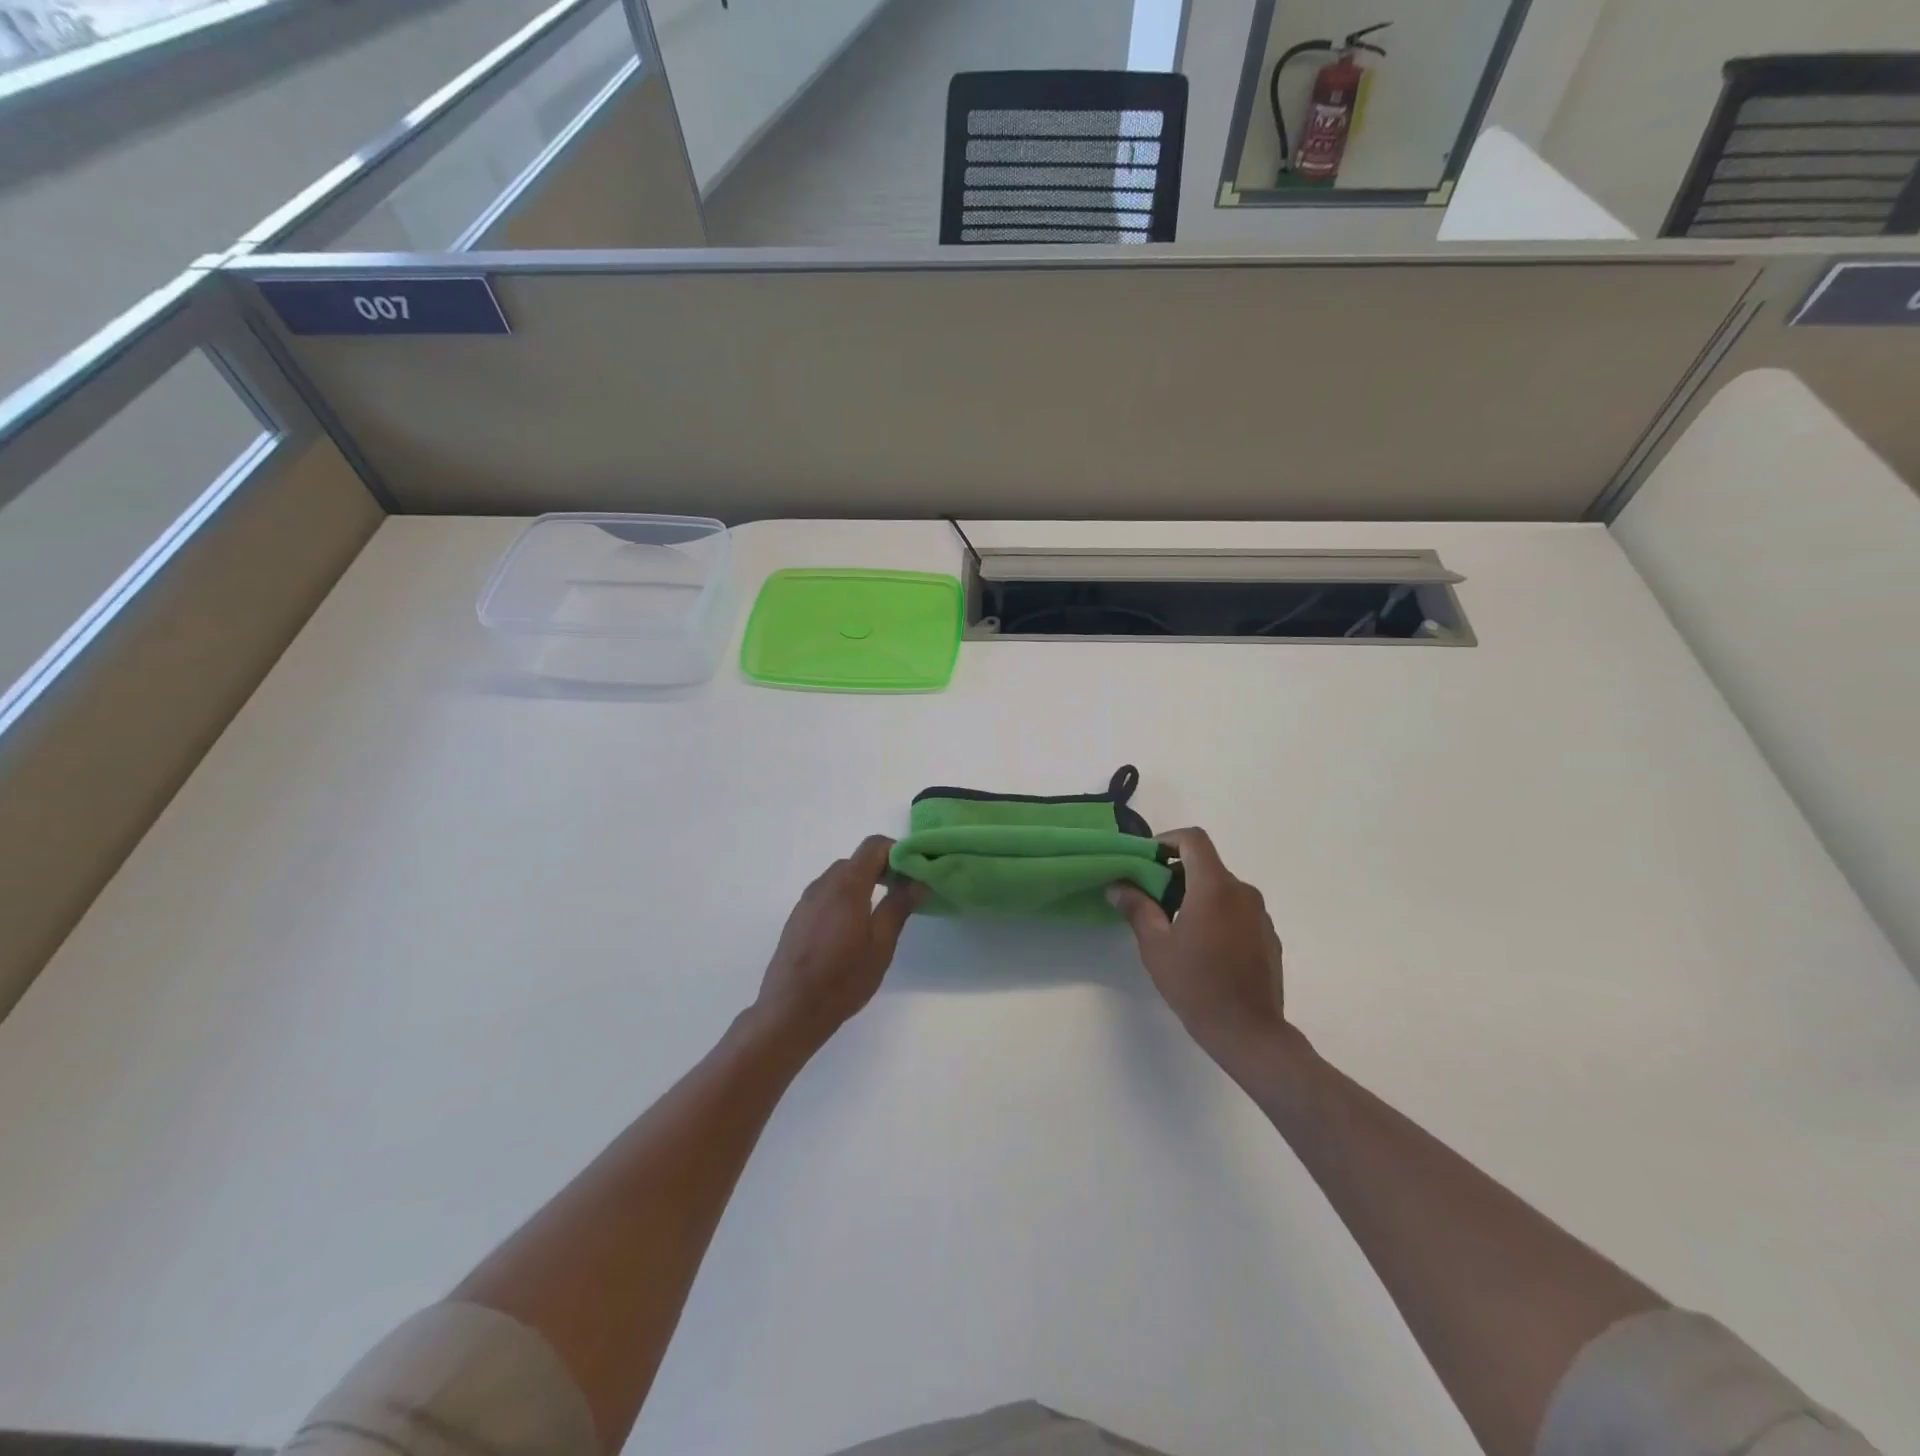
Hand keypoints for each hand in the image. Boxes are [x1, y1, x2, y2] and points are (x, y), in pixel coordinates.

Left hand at [755, 836, 924, 1048]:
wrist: (790, 1011)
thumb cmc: (842, 980)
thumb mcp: (881, 945)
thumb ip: (899, 906)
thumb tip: (918, 880)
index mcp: (846, 886)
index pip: (874, 846)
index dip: (898, 852)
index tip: (915, 874)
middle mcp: (823, 885)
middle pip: (857, 860)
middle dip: (884, 869)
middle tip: (904, 895)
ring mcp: (806, 901)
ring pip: (841, 877)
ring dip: (864, 883)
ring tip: (881, 913)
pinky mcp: (797, 917)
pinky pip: (827, 893)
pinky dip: (846, 896)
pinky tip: (853, 928)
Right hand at [1108, 828, 1296, 1067]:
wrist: (1249, 1032)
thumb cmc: (1196, 985)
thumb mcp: (1155, 946)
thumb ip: (1137, 907)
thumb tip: (1118, 885)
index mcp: (1214, 887)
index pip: (1193, 839)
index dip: (1167, 840)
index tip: (1147, 860)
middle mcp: (1242, 892)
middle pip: (1206, 864)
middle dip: (1176, 873)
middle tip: (1152, 899)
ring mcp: (1260, 914)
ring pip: (1222, 888)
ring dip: (1196, 895)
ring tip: (1175, 926)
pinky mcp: (1268, 936)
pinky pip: (1238, 910)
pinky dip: (1217, 914)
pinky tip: (1203, 948)